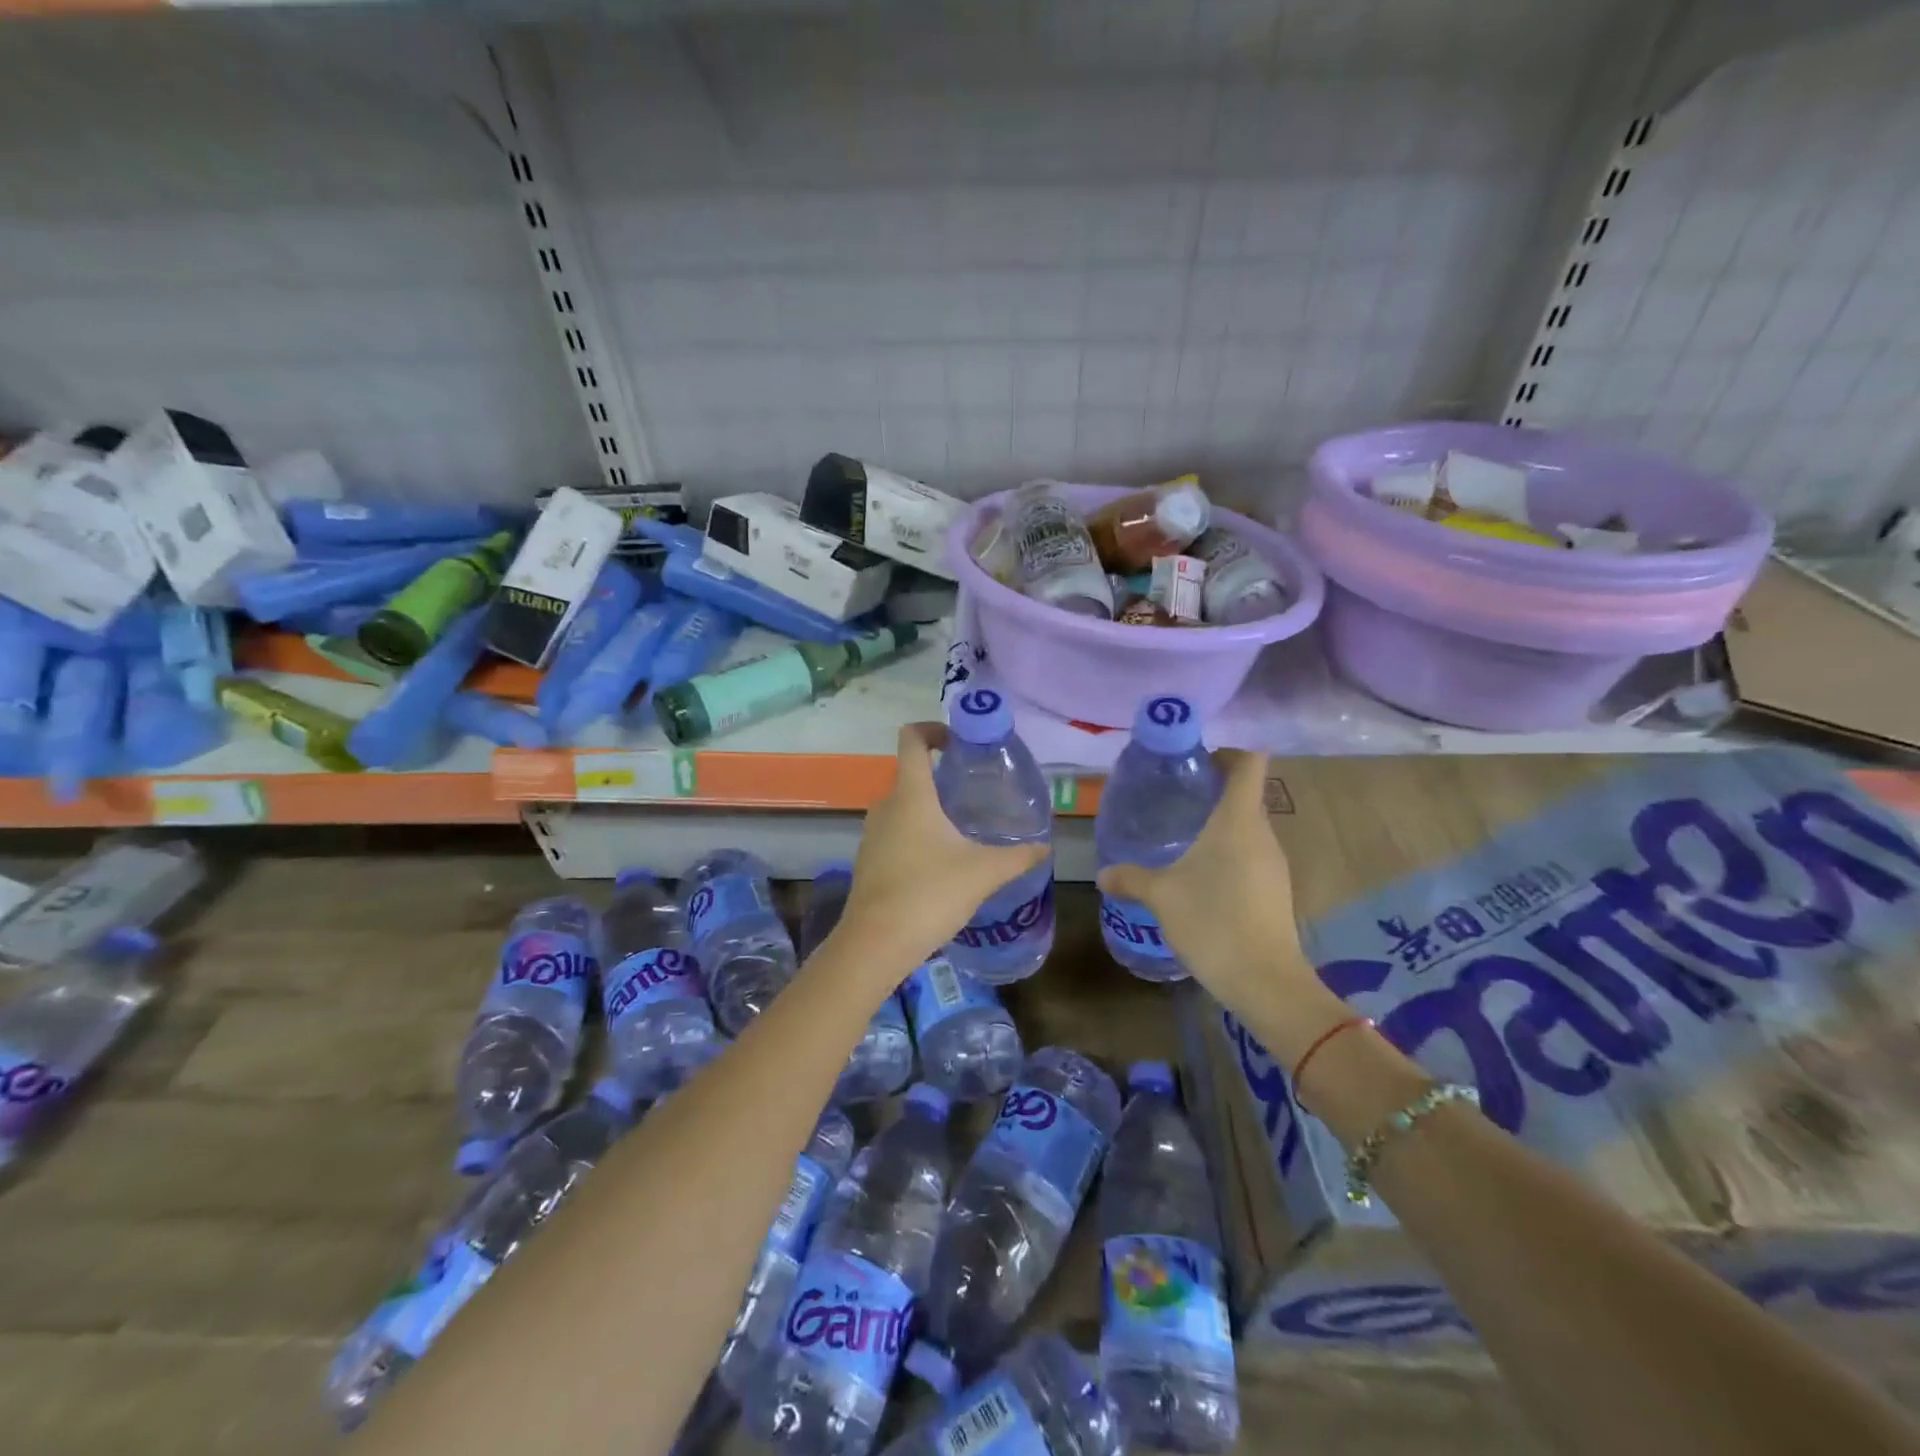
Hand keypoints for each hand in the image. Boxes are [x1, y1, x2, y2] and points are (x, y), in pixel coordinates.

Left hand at [836, 723, 1046, 972]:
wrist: (876, 944)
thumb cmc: (930, 894)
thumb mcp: (983, 873)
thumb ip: (1018, 857)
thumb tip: (1045, 849)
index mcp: (911, 795)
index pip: (912, 739)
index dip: (933, 729)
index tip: (959, 742)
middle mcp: (886, 806)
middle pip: (911, 774)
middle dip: (942, 778)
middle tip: (976, 792)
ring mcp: (872, 834)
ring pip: (903, 807)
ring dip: (930, 810)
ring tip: (963, 828)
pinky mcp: (869, 861)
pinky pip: (895, 833)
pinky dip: (917, 835)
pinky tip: (941, 863)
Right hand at [1097, 748, 1340, 1053]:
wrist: (1264, 981)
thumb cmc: (1212, 921)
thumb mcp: (1161, 895)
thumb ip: (1131, 878)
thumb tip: (1103, 873)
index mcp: (1238, 821)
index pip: (1250, 764)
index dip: (1229, 752)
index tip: (1198, 760)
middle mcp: (1262, 834)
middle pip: (1246, 795)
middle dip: (1214, 790)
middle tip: (1176, 798)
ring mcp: (1274, 864)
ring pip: (1248, 828)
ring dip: (1220, 825)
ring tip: (1182, 837)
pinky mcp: (1275, 891)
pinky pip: (1251, 856)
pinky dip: (1228, 854)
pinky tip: (1200, 877)